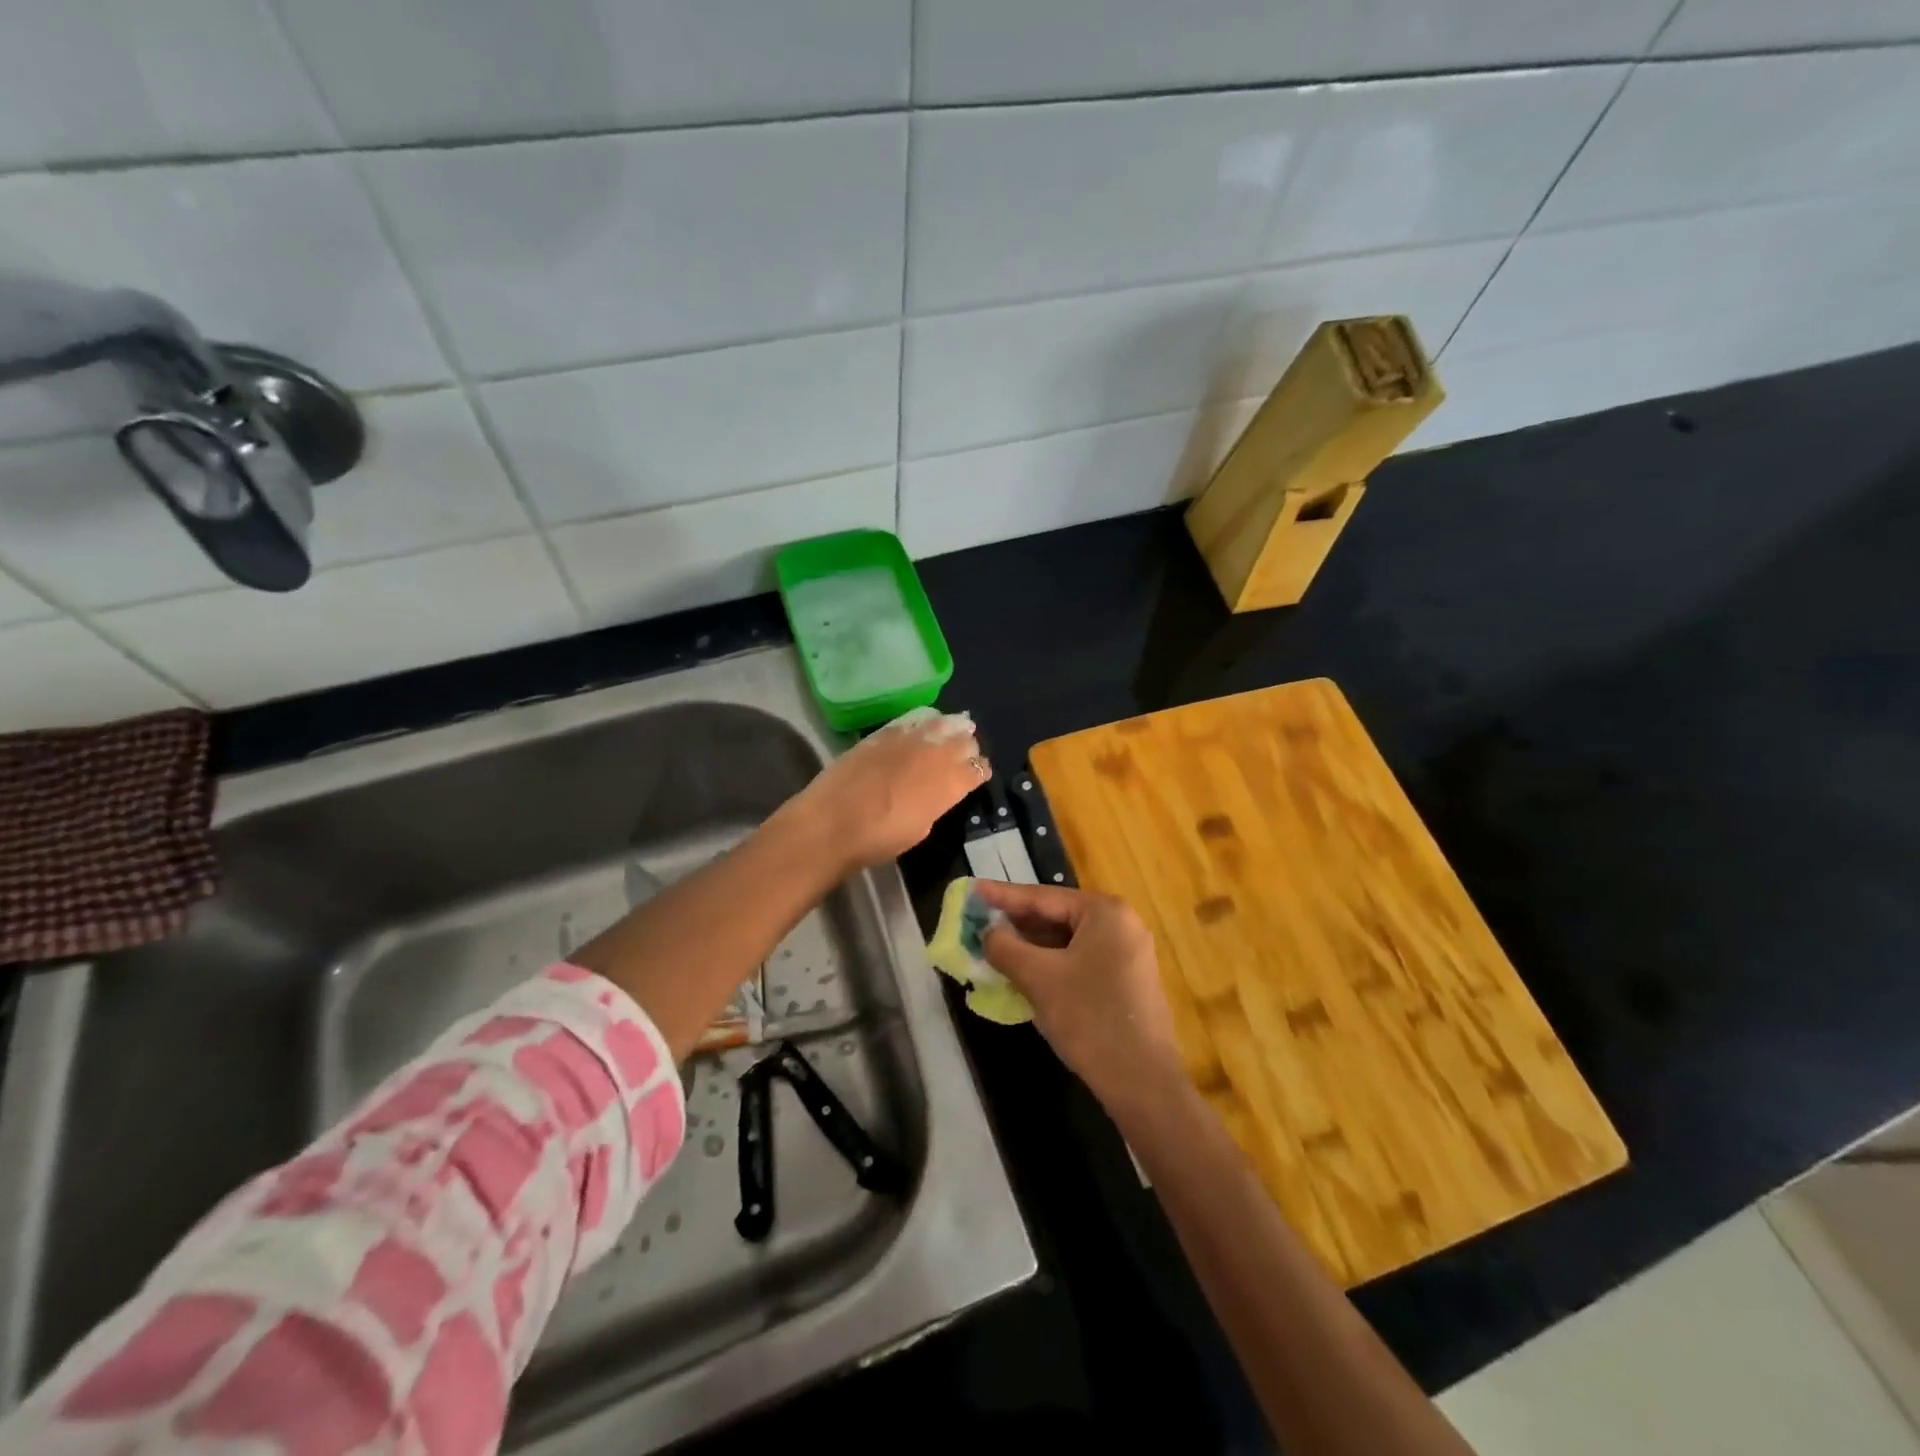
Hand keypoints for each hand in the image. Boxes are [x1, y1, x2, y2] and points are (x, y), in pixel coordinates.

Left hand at [781, 710, 986, 873]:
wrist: (833, 823)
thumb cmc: (879, 839)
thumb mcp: (920, 828)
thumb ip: (936, 804)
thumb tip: (937, 792)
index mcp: (950, 783)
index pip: (978, 769)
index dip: (980, 771)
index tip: (978, 775)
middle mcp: (936, 754)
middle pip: (965, 741)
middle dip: (969, 748)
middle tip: (966, 754)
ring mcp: (909, 739)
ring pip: (943, 723)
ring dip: (952, 727)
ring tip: (955, 728)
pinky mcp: (884, 732)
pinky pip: (914, 719)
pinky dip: (924, 721)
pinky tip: (924, 724)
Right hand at [976, 881, 1183, 1111]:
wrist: (1142, 1082)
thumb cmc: (1089, 1017)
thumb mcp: (1038, 978)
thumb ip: (1005, 947)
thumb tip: (988, 933)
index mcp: (1105, 912)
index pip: (1042, 897)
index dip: (1003, 896)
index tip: (972, 890)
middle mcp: (1121, 924)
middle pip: (1056, 916)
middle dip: (1016, 923)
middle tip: (978, 922)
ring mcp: (1127, 954)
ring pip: (1066, 941)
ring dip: (1030, 947)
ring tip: (993, 947)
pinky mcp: (1125, 981)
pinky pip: (1079, 960)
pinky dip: (1050, 964)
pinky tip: (1023, 973)